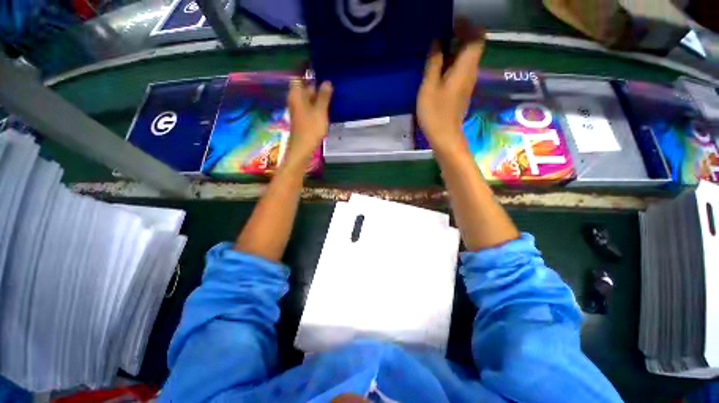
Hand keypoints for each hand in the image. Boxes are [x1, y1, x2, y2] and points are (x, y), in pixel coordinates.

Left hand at [284, 79, 332, 168]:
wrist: (302, 148)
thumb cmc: (311, 129)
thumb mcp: (320, 111)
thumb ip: (324, 96)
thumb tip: (327, 82)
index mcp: (296, 95)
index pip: (300, 78)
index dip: (310, 76)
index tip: (323, 76)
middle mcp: (295, 100)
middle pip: (305, 89)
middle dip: (318, 89)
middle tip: (332, 89)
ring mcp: (298, 110)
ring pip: (309, 100)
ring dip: (319, 99)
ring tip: (332, 99)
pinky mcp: (302, 118)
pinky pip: (310, 108)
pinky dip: (317, 107)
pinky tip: (326, 111)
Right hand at [417, 22, 484, 153]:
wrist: (445, 137)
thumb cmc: (436, 113)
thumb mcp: (429, 87)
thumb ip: (433, 63)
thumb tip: (438, 43)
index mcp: (465, 68)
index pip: (477, 38)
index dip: (467, 26)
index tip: (451, 23)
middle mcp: (471, 72)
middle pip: (473, 47)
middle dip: (460, 36)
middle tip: (440, 35)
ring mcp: (467, 83)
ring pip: (466, 59)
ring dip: (454, 50)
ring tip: (436, 51)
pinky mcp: (462, 92)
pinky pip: (460, 70)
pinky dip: (451, 64)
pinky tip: (437, 69)